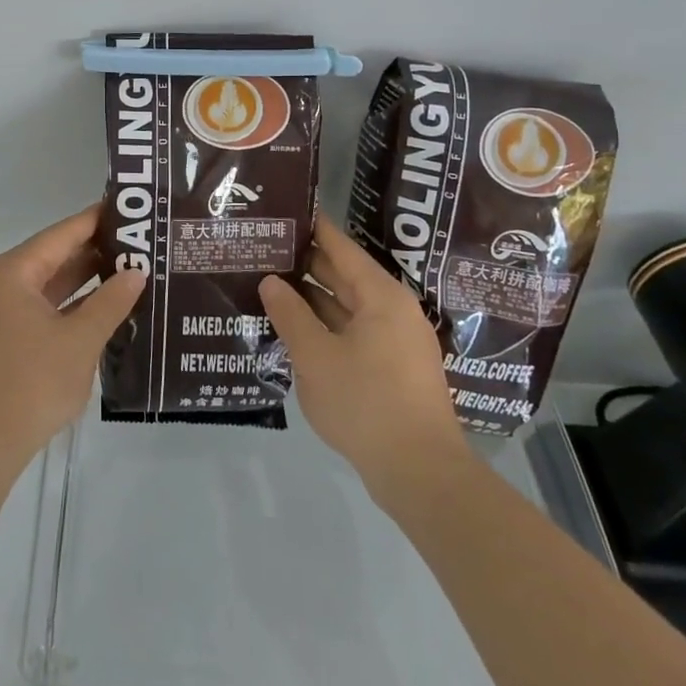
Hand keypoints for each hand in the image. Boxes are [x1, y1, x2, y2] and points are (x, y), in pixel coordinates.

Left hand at [0, 203, 145, 486]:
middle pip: (54, 256)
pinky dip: (71, 305)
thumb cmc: (32, 384)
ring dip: (85, 280)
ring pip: (49, 284)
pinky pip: (42, 307)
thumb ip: (111, 302)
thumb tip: (137, 273)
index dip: (96, 220)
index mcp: (12, 273)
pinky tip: (105, 306)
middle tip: (141, 242)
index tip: (130, 210)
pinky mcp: (3, 337)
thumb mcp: (81, 340)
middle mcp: (0, 283)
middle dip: (96, 251)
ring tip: (131, 270)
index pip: (62, 234)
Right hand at [259, 215, 468, 505]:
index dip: (313, 228)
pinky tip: (295, 328)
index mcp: (381, 296)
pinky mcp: (393, 368)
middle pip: (345, 275)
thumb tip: (271, 281)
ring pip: (347, 306)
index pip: (342, 247)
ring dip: (313, 298)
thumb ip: (290, 314)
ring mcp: (396, 341)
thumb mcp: (316, 356)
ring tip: (270, 284)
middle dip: (306, 263)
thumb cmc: (366, 403)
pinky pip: (354, 331)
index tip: (284, 211)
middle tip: (265, 249)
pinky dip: (325, 325)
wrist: (420, 474)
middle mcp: (393, 311)